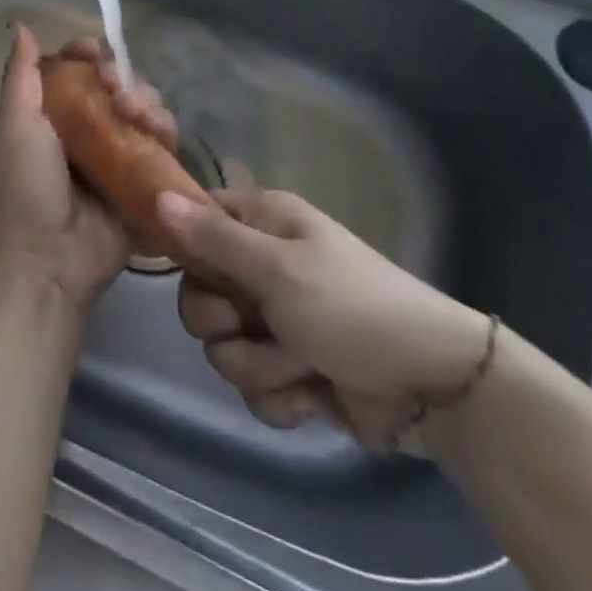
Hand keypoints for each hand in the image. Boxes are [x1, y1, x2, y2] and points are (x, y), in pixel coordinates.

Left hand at [0, 27, 174, 313]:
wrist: (44, 263)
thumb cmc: (24, 186)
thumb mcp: (16, 124)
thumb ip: (21, 76)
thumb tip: (22, 26)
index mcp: (53, 116)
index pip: (78, 72)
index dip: (90, 57)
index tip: (96, 54)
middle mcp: (86, 133)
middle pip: (117, 90)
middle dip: (125, 82)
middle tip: (120, 95)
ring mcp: (116, 161)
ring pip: (144, 116)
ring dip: (148, 106)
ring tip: (141, 118)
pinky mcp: (141, 187)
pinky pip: (162, 151)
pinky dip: (166, 136)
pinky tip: (162, 135)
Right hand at [159, 188, 490, 446]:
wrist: (434, 388)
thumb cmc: (350, 307)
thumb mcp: (276, 268)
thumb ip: (212, 239)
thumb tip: (157, 195)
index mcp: (263, 223)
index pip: (198, 220)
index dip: (187, 246)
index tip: (194, 271)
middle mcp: (264, 265)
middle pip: (200, 293)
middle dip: (220, 321)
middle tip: (250, 322)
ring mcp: (278, 321)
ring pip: (224, 346)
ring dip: (258, 364)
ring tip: (299, 364)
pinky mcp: (292, 370)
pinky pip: (254, 385)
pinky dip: (281, 396)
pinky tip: (312, 395)